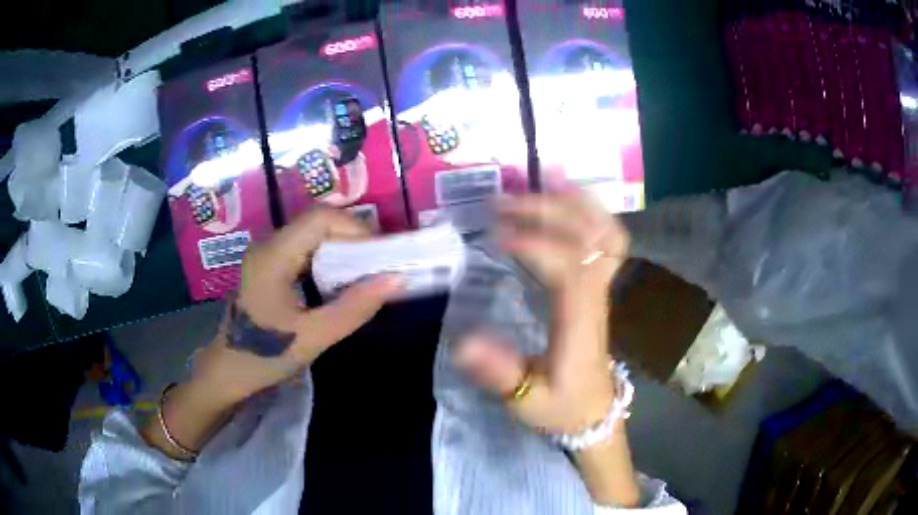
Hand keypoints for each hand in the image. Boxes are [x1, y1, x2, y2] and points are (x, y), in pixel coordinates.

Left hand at [193, 208, 402, 405]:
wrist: (227, 372)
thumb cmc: (264, 357)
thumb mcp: (312, 337)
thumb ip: (354, 308)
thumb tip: (396, 279)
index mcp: (273, 256)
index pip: (320, 218)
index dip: (356, 229)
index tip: (380, 258)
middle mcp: (268, 245)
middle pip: (317, 221)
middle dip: (352, 238)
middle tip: (378, 267)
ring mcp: (266, 254)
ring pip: (312, 233)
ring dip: (342, 248)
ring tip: (364, 275)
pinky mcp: (268, 266)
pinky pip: (304, 248)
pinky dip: (328, 259)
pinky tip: (339, 283)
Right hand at [455, 192, 638, 505]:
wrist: (594, 413)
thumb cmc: (560, 407)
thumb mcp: (527, 401)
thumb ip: (500, 373)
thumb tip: (463, 342)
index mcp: (580, 323)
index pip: (568, 268)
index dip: (535, 244)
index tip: (496, 234)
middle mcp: (597, 297)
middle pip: (586, 239)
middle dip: (547, 212)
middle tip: (502, 202)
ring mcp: (602, 289)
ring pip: (604, 233)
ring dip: (574, 200)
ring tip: (542, 175)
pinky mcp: (599, 286)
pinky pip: (607, 240)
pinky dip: (591, 211)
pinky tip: (568, 194)